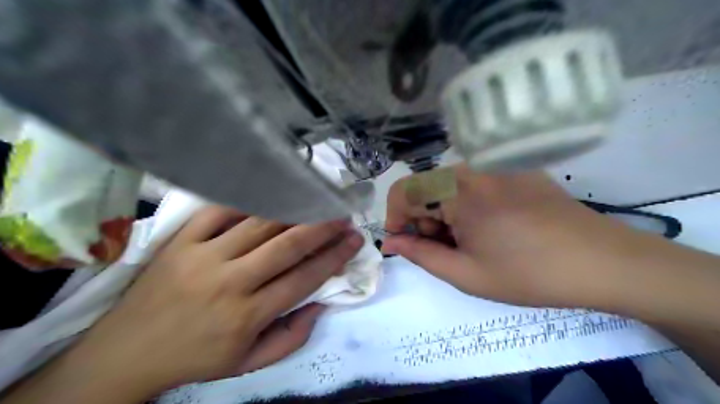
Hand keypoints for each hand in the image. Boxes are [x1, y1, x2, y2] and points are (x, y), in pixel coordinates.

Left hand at [55, 206, 362, 398]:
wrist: (126, 353)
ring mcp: (203, 256)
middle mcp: (230, 282)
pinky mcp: (181, 241)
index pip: (304, 277)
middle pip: (287, 245)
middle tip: (342, 214)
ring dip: (293, 210)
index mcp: (248, 315)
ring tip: (315, 200)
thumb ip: (291, 337)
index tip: (354, 239)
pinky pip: (220, 211)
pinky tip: (270, 195)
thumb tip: (320, 303)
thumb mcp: (249, 363)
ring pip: (258, 223)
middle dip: (321, 227)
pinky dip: (248, 201)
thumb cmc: (196, 358)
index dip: (334, 256)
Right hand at [386, 165, 660, 308]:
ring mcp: (497, 165)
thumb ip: (420, 254)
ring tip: (471, 243)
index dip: (396, 219)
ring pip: (448, 186)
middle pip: (426, 189)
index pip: (403, 191)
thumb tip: (391, 242)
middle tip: (448, 251)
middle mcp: (473, 167)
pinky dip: (467, 204)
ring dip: (446, 214)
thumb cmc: (529, 274)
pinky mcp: (515, 169)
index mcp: (458, 190)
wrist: (603, 262)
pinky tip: (491, 228)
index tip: (407, 243)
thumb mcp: (466, 273)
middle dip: (424, 220)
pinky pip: (474, 182)